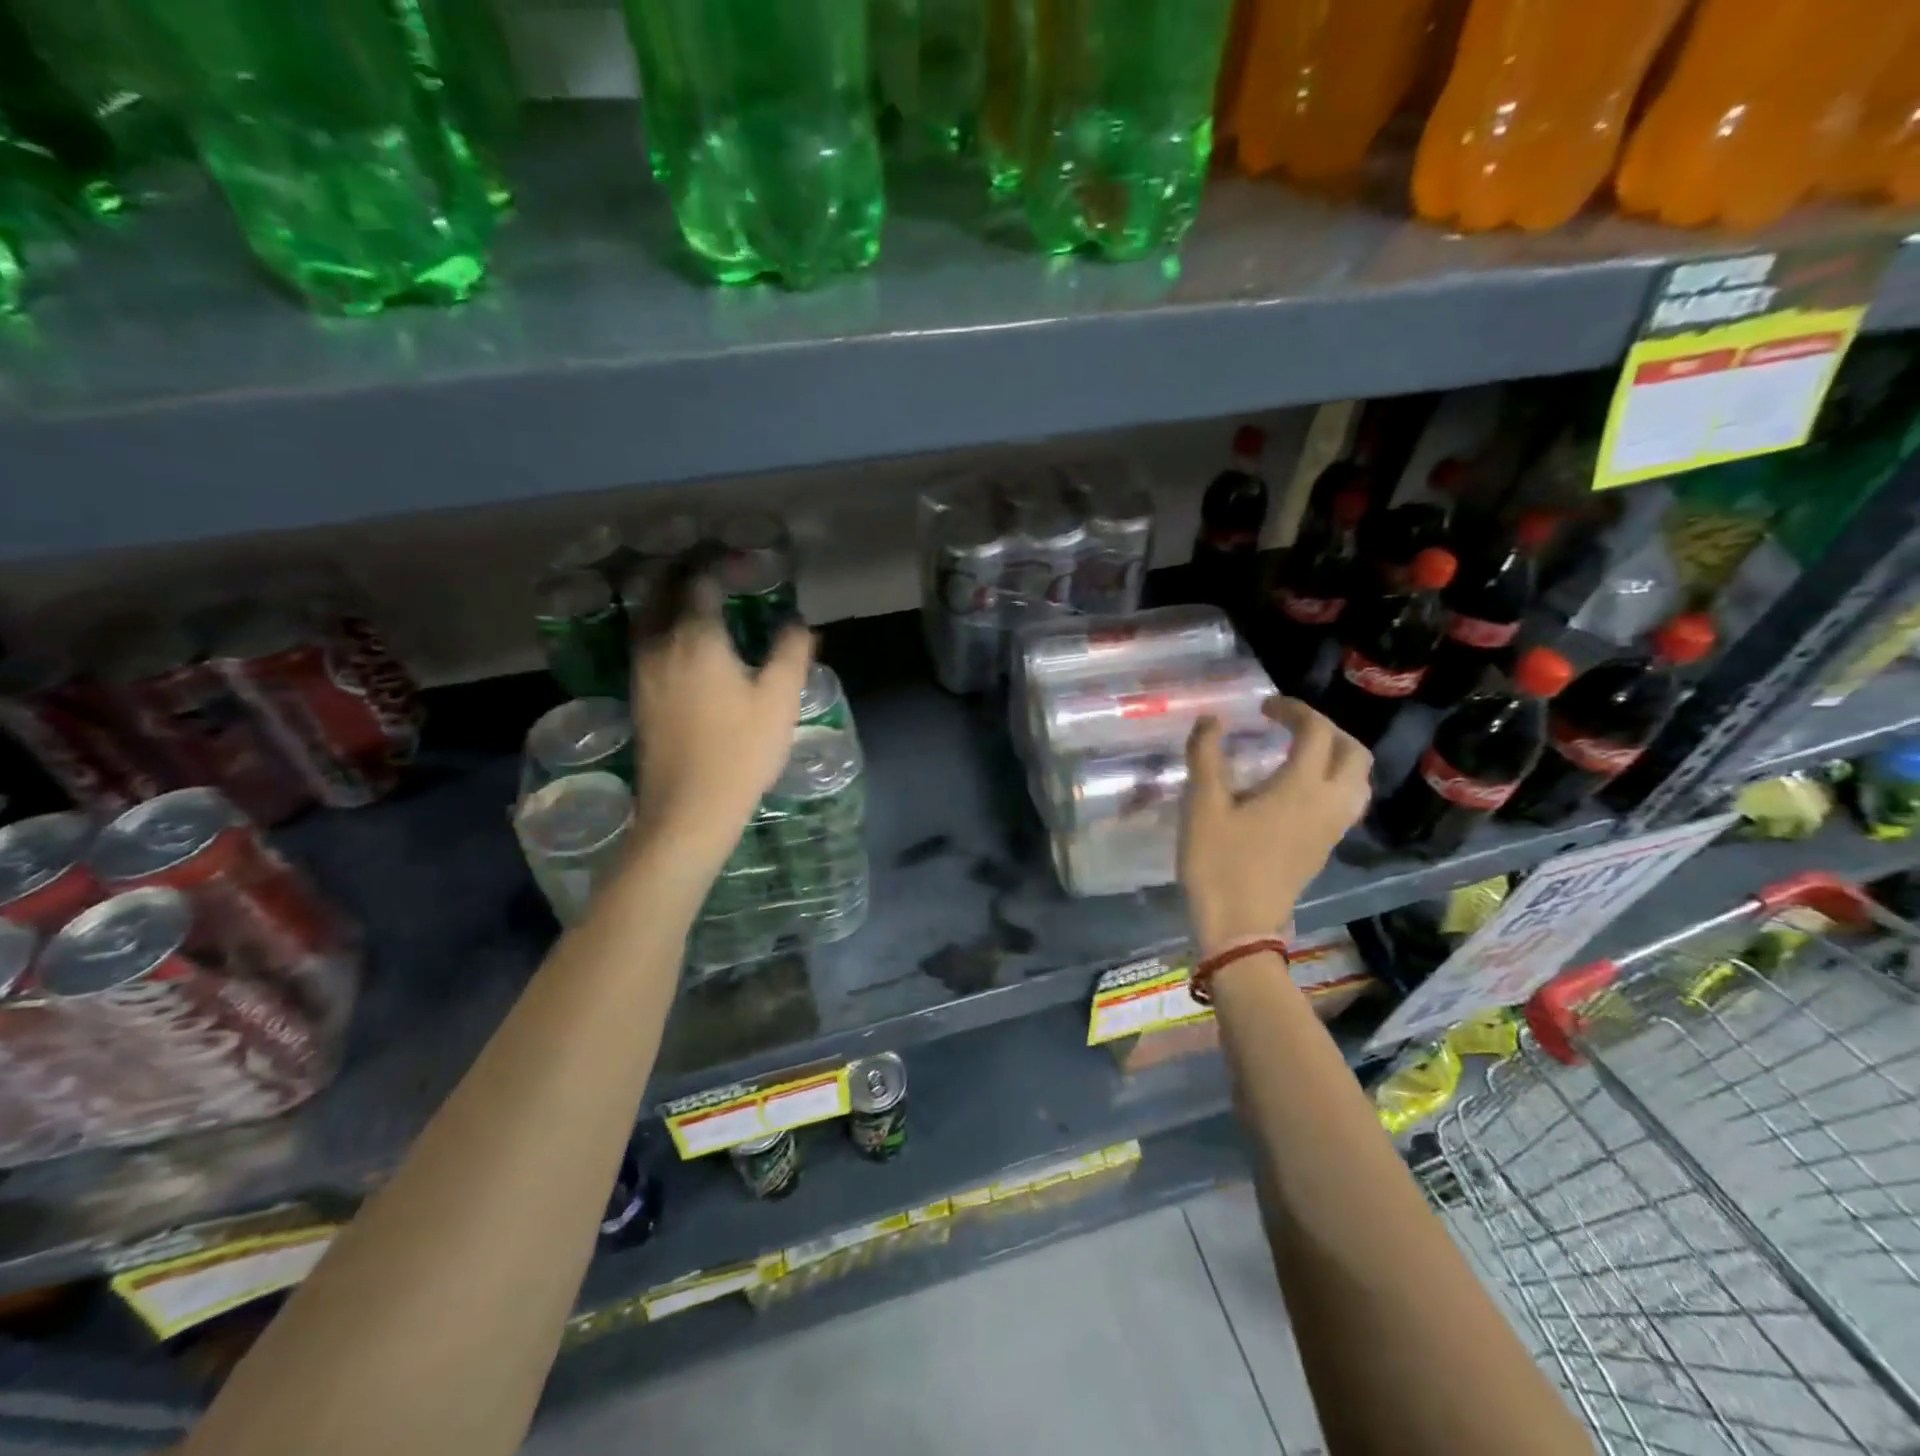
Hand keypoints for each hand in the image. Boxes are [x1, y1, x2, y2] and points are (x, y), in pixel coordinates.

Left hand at [630, 581, 812, 872]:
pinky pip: (645, 641)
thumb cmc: (741, 751)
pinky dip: (661, 624)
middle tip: (712, 565)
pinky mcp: (638, 694)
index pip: (700, 580)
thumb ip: (791, 651)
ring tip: (696, 595)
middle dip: (684, 570)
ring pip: (647, 615)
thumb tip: (797, 621)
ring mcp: (642, 669)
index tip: (743, 562)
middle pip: (661, 589)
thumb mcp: (780, 699)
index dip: (720, 563)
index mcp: (696, 636)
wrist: (689, 808)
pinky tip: (682, 640)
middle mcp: (660, 643)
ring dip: (667, 595)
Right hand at [1179, 698, 1370, 955]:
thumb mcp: (1202, 805)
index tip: (1265, 707)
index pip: (1316, 732)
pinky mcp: (1325, 848)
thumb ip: (1206, 756)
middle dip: (1326, 729)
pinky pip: (1347, 803)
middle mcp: (1327, 803)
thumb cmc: (1217, 862)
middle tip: (1289, 726)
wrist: (1239, 927)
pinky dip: (1333, 782)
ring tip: (1300, 753)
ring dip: (1337, 756)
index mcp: (1300, 787)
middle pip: (1354, 753)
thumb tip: (1211, 719)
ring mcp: (1332, 829)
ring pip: (1359, 781)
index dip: (1294, 710)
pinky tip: (1298, 789)